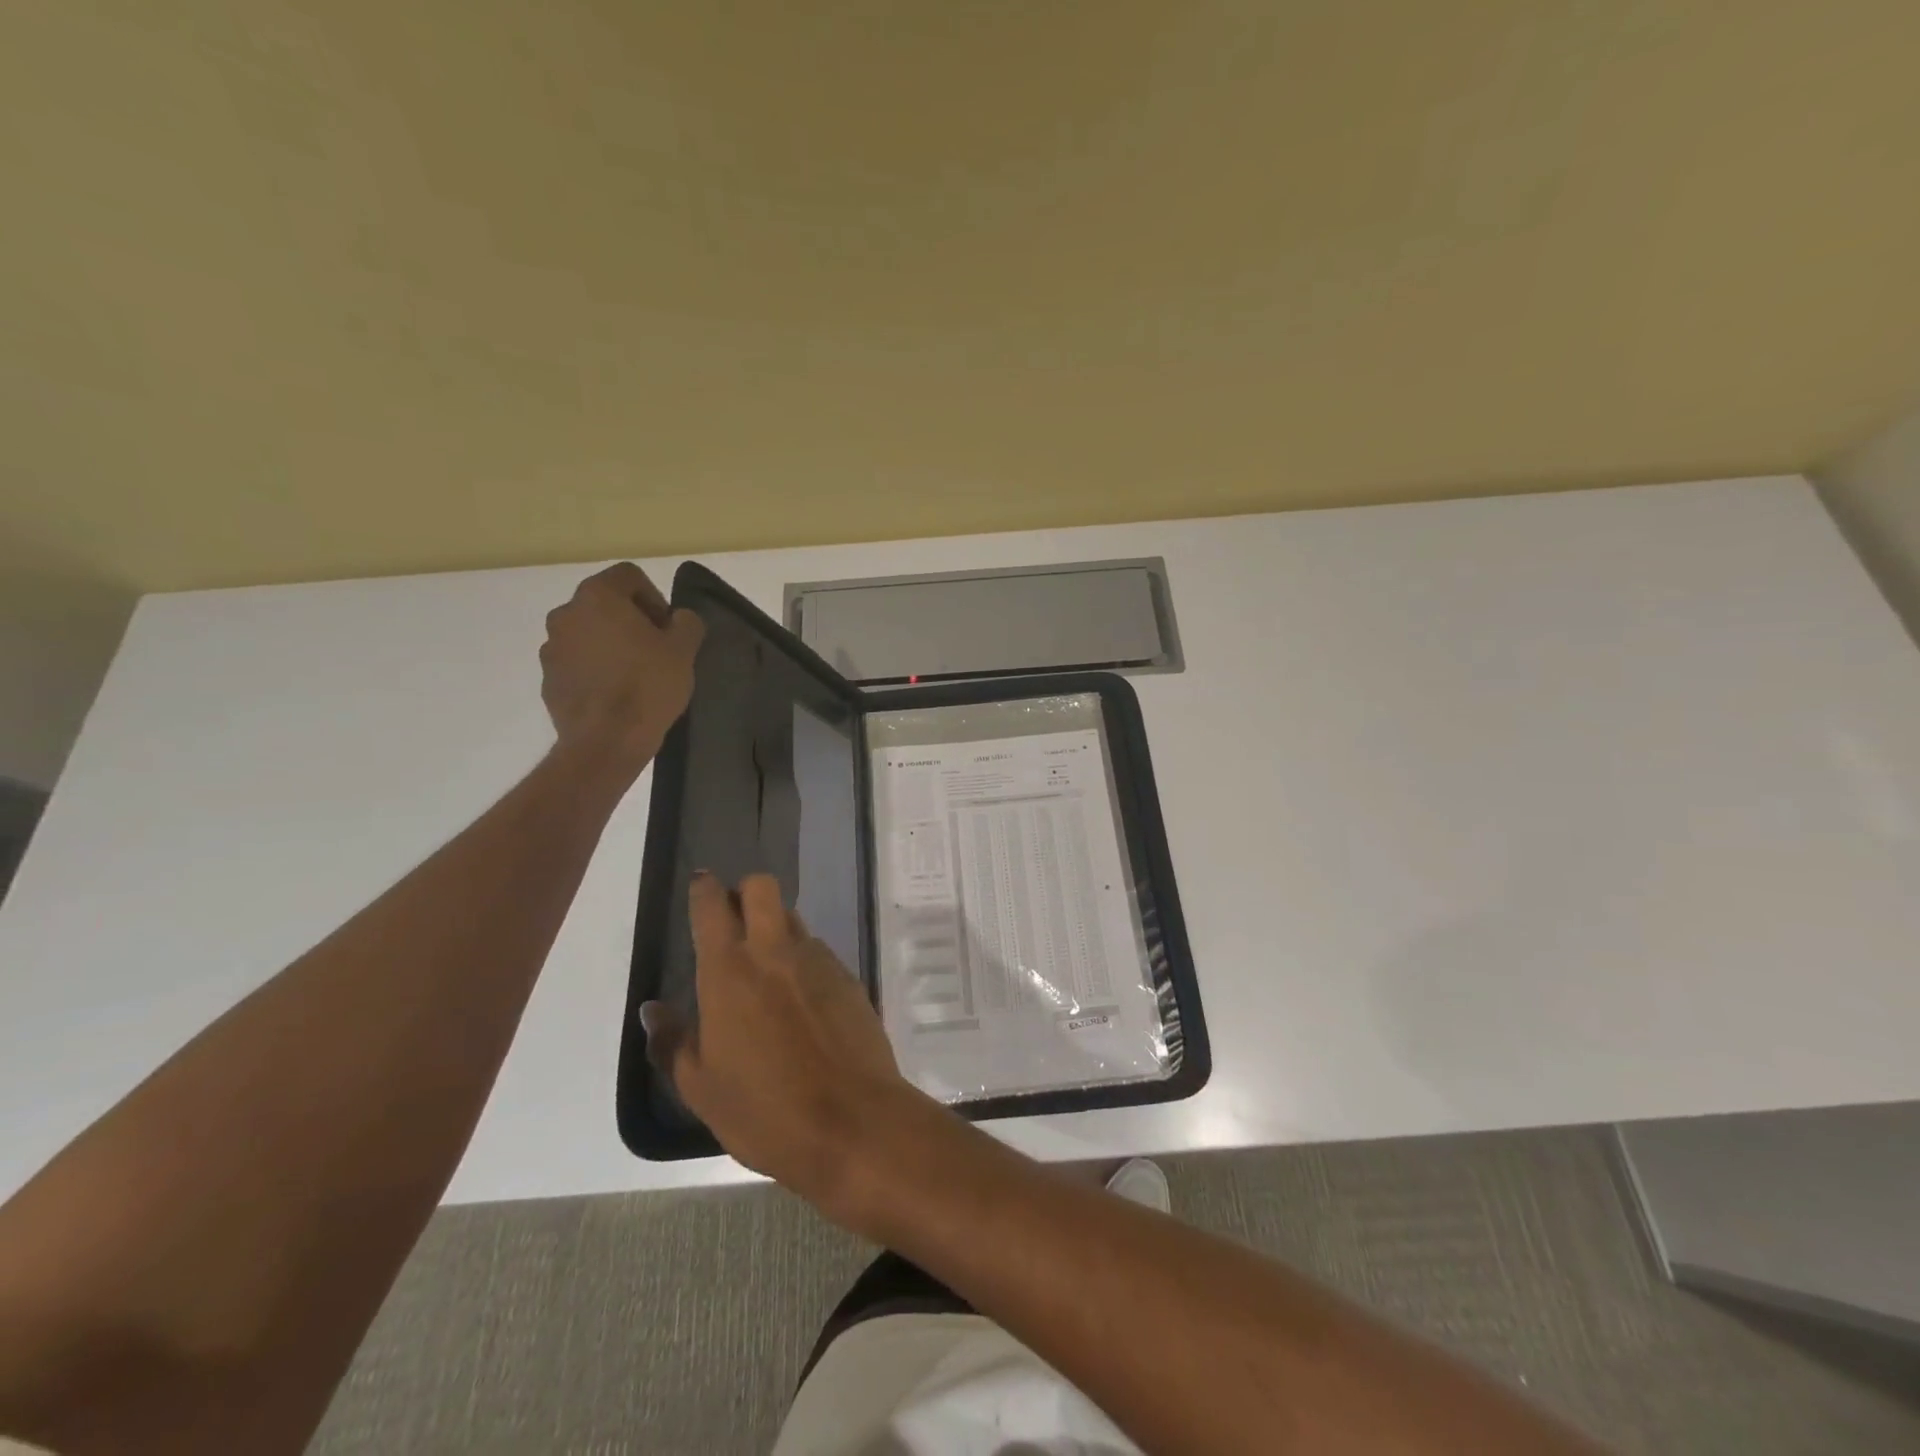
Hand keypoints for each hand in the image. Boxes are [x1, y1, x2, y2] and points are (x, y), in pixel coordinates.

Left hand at [540, 563, 704, 775]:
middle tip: (656, 650)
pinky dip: (596, 669)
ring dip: (611, 645)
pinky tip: (616, 694)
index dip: (655, 597)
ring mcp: (552, 647)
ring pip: (589, 633)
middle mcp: (566, 614)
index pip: (629, 576)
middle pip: (605, 604)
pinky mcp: (548, 678)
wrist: (606, 741)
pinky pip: (577, 662)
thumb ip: (687, 623)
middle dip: (631, 621)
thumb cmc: (647, 686)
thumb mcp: (684, 650)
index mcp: (598, 597)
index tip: (668, 629)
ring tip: (635, 675)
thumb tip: (679, 618)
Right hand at [641, 873, 933, 1219]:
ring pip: (793, 919)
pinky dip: (803, 961)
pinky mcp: (849, 977)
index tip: (700, 885)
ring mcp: (818, 960)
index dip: (705, 889)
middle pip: (762, 887)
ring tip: (767, 971)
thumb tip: (652, 1010)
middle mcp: (775, 952)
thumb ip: (673, 1042)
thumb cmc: (765, 1111)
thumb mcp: (701, 1088)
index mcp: (729, 972)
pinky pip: (819, 952)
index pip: (713, 906)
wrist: (853, 1122)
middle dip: (745, 892)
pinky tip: (801, 1001)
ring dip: (776, 929)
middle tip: (734, 923)